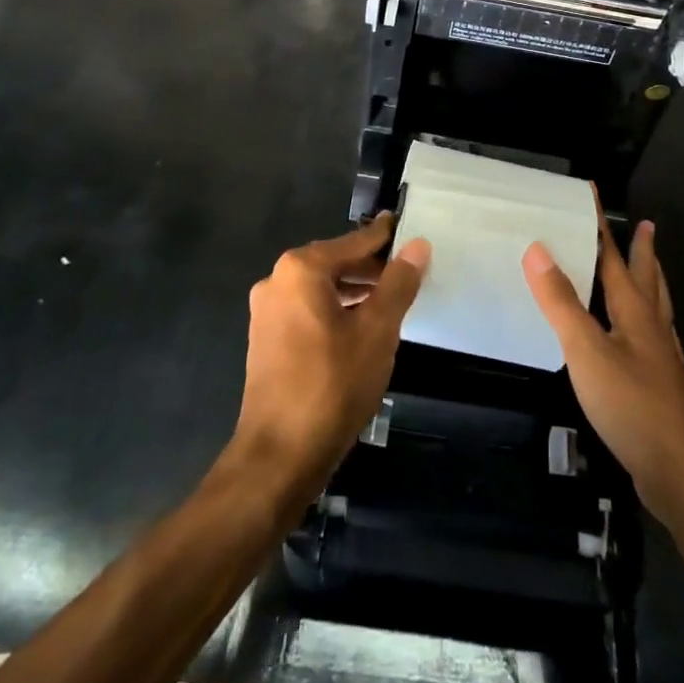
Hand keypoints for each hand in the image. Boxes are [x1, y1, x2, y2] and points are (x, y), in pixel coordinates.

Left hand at [231, 214, 429, 501]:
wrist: (279, 456)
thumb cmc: (333, 384)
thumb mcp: (377, 331)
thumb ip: (398, 283)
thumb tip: (417, 245)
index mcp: (301, 269)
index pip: (354, 242)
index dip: (384, 237)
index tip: (407, 226)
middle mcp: (277, 281)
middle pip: (335, 262)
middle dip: (371, 267)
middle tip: (407, 271)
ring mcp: (267, 311)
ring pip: (321, 288)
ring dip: (354, 290)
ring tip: (390, 300)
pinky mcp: (266, 339)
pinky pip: (307, 310)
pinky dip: (335, 310)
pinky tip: (360, 327)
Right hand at [523, 218, 683, 523]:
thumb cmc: (634, 407)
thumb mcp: (588, 352)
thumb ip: (562, 302)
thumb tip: (538, 247)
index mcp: (635, 313)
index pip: (614, 257)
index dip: (601, 226)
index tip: (593, 194)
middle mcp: (653, 329)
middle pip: (648, 279)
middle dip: (642, 251)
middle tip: (646, 225)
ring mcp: (663, 361)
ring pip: (658, 309)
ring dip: (652, 283)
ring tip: (652, 270)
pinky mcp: (663, 390)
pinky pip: (655, 341)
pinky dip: (648, 324)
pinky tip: (644, 340)